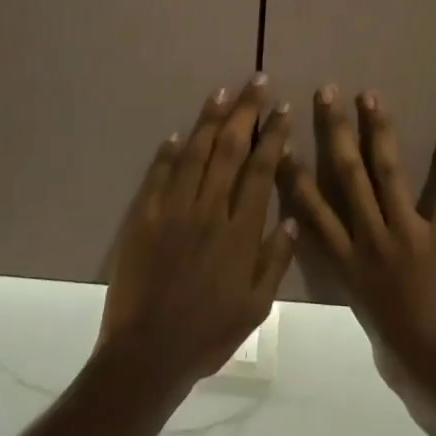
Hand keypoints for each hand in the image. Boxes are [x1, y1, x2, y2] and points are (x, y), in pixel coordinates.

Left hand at [95, 76, 295, 396]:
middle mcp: (207, 211)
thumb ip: (276, 259)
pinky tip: (178, 134)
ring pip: (194, 155)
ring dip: (209, 121)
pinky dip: (168, 153)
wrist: (148, 353)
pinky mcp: (143, 220)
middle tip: (255, 82)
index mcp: (239, 231)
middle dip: (245, 113)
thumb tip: (292, 218)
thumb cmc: (209, 333)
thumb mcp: (257, 306)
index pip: (260, 170)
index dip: (272, 136)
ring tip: (221, 93)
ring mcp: (172, 212)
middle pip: (229, 150)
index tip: (282, 109)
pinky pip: (157, 177)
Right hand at [275, 87, 435, 404]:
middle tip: (328, 93)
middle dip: (336, 131)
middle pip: (348, 176)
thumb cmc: (396, 353)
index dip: (294, 174)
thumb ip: (353, 277)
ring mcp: (408, 233)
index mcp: (345, 263)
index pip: (310, 210)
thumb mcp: (361, 313)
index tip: (281, 142)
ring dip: (379, 131)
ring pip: (388, 173)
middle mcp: (370, 238)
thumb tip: (352, 256)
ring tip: (371, 98)